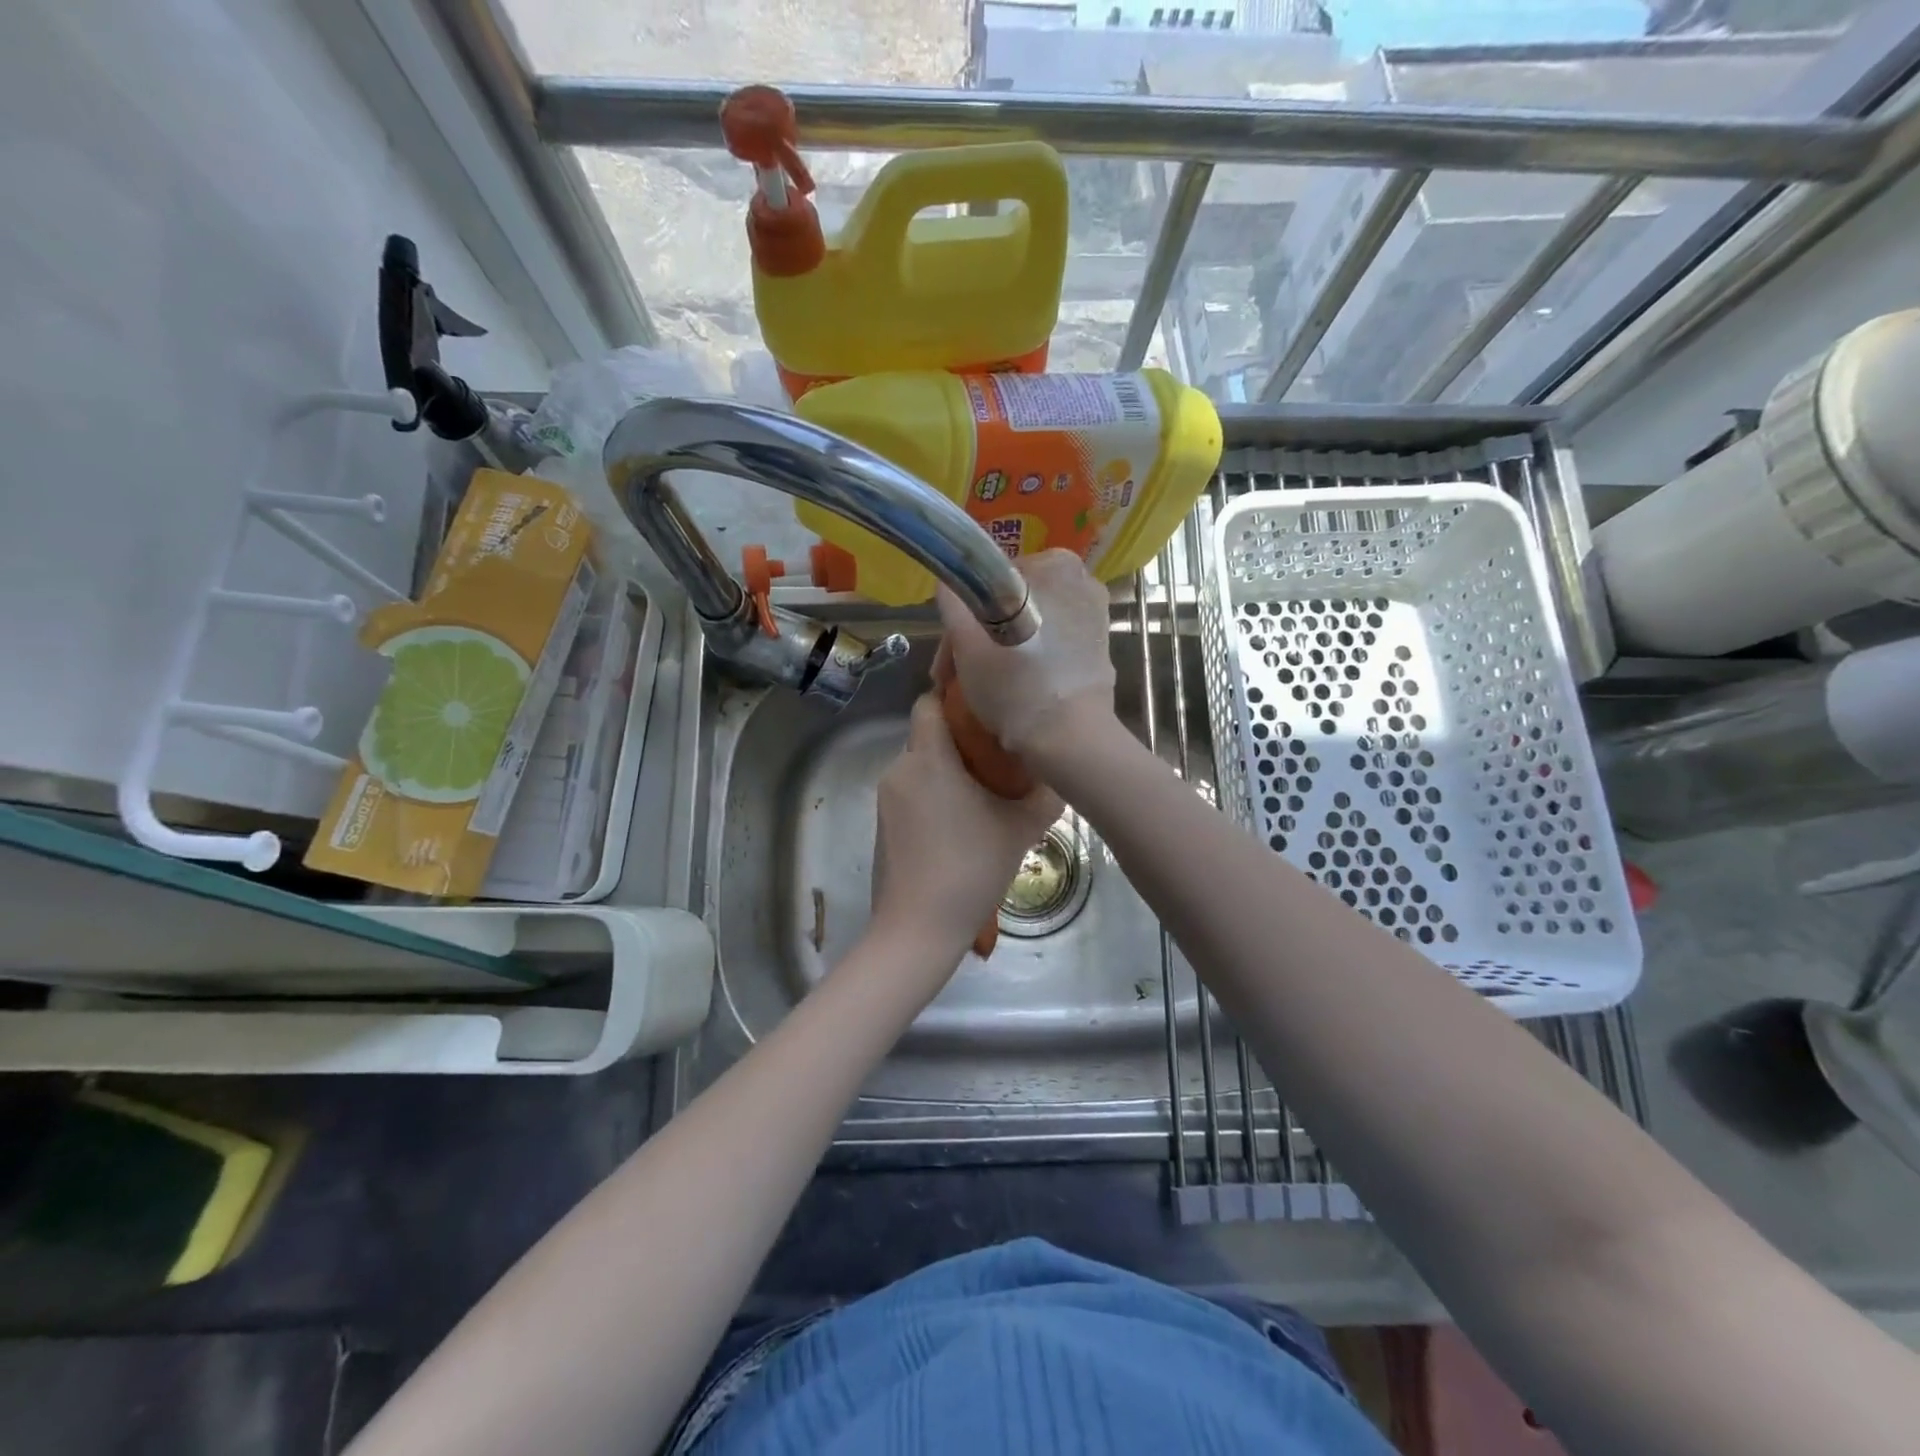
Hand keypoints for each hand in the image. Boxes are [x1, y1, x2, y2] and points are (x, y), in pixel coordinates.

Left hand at [869, 694, 1061, 976]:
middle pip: (927, 736)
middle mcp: (900, 769)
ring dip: (948, 772)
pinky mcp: (881, 825)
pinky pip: (910, 793)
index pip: (930, 703)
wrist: (918, 928)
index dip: (955, 699)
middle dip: (960, 741)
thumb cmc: (971, 868)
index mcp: (929, 758)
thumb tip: (1056, 773)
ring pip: (920, 766)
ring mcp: (886, 799)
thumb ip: (1043, 795)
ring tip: (983, 795)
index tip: (987, 712)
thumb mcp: (1020, 829)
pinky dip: (933, 796)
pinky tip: (959, 824)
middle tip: (998, 759)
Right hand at [935, 550, 1116, 759]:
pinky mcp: (1102, 652)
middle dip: (984, 638)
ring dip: (1005, 650)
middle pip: (1013, 606)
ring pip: (1033, 627)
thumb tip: (949, 585)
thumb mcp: (967, 641)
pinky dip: (1033, 661)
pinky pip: (1055, 647)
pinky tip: (1017, 691)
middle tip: (957, 678)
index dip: (962, 621)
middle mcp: (1083, 583)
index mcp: (1054, 566)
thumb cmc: (1016, 685)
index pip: (991, 584)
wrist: (1070, 740)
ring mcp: (1096, 618)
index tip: (948, 659)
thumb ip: (953, 602)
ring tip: (983, 689)